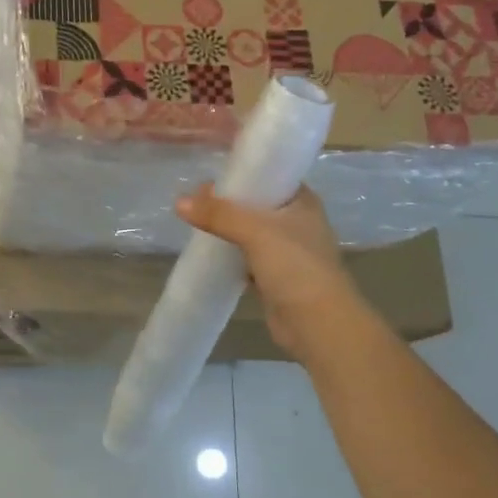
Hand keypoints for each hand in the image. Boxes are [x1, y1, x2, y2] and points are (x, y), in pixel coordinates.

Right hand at [175, 184, 356, 356]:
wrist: (318, 323)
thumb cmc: (295, 265)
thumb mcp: (255, 231)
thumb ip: (218, 215)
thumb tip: (179, 201)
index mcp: (302, 202)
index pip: (270, 176)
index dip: (241, 174)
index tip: (210, 176)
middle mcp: (297, 222)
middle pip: (256, 205)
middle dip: (227, 203)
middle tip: (194, 200)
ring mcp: (286, 251)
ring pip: (249, 232)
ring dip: (226, 229)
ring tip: (194, 221)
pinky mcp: (274, 277)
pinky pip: (246, 258)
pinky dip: (229, 254)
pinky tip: (206, 250)